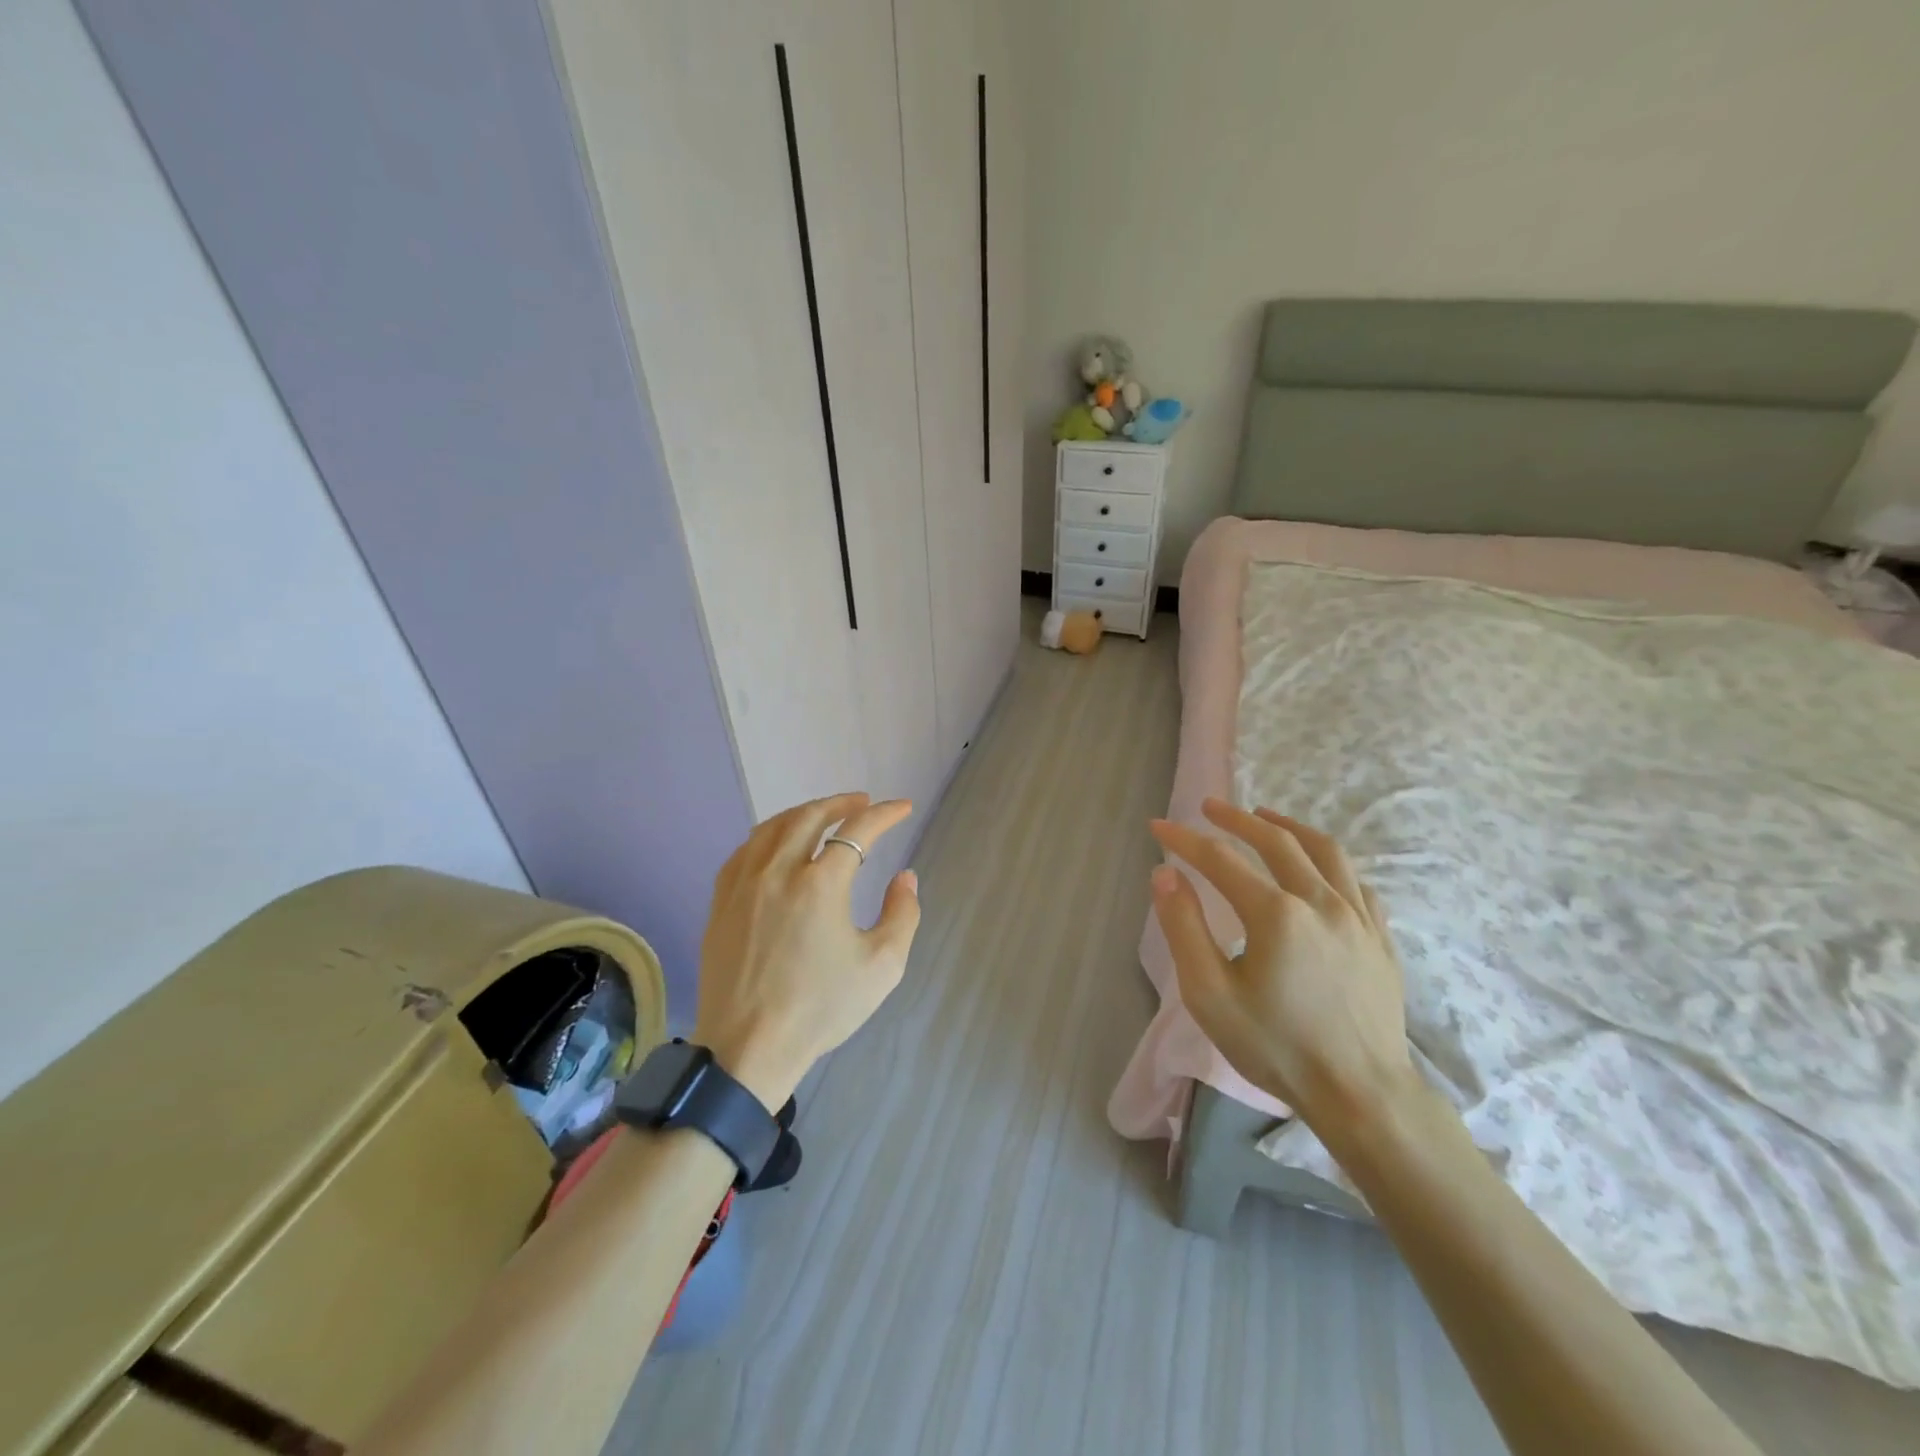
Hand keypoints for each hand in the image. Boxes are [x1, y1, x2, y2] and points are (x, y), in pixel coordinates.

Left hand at [693, 793, 920, 1107]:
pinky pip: (744, 851)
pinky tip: (777, 844)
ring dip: (803, 813)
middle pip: (810, 817)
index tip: (902, 808)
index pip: (858, 831)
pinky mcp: (721, 903)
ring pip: (772, 828)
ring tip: (823, 815)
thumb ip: (902, 914)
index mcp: (820, 884)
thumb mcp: (882, 966)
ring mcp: (743, 885)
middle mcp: (778, 872)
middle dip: (841, 803)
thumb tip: (904, 877)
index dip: (885, 815)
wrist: (748, 1049)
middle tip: (863, 802)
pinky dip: (768, 836)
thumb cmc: (820, 1009)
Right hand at [1148, 798, 1416, 1135]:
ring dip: (1288, 826)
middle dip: (1236, 819)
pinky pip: (1357, 881)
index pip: (1221, 859)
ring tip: (1265, 816)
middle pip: (1276, 840)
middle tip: (1209, 807)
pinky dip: (1329, 862)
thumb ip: (1184, 927)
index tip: (1158, 826)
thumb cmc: (1276, 1047)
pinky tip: (1318, 867)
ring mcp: (1358, 918)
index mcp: (1276, 913)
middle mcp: (1321, 901)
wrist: (1362, 1095)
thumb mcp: (1210, 993)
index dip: (1185, 839)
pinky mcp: (1380, 938)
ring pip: (1324, 851)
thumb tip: (1165, 874)